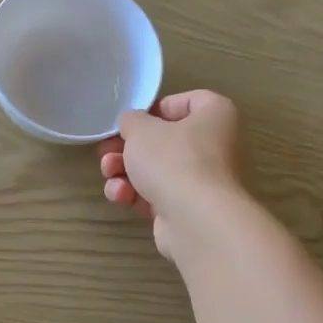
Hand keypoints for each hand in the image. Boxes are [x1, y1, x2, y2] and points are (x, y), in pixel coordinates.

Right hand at [98, 90, 246, 259]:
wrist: (196, 221)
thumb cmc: (174, 160)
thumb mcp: (141, 129)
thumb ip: (131, 120)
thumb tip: (132, 124)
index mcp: (216, 115)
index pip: (188, 102)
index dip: (155, 109)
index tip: (132, 122)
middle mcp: (217, 146)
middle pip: (165, 141)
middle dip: (128, 148)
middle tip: (106, 152)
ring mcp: (204, 181)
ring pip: (157, 170)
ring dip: (126, 172)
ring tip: (109, 174)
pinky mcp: (189, 209)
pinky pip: (159, 195)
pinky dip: (137, 194)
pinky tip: (120, 196)